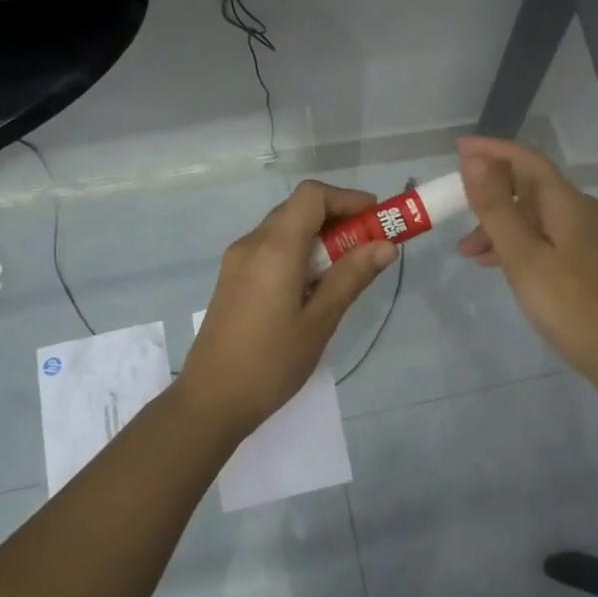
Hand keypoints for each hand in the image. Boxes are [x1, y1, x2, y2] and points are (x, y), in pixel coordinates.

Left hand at [180, 181, 396, 439]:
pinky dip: (298, 252)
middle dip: (338, 218)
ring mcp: (237, 261)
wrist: (211, 401)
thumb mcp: (319, 321)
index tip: (376, 219)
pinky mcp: (232, 279)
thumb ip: (352, 277)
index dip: (347, 198)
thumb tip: (386, 245)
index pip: (312, 195)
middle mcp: (251, 244)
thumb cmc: (271, 362)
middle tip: (369, 246)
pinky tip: (313, 286)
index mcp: (274, 248)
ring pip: (284, 229)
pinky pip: (270, 249)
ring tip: (346, 270)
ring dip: (318, 237)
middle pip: (298, 208)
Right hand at [455, 136, 597, 377]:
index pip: (526, 160)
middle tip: (454, 205)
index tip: (457, 149)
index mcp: (566, 202)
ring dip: (496, 224)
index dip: (491, 150)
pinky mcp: (579, 260)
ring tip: (465, 250)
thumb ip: (495, 207)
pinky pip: (538, 237)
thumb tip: (472, 160)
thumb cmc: (567, 302)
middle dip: (489, 193)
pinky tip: (491, 263)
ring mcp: (580, 236)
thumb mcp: (522, 254)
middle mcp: (576, 211)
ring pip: (530, 215)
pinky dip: (512, 243)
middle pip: (527, 186)